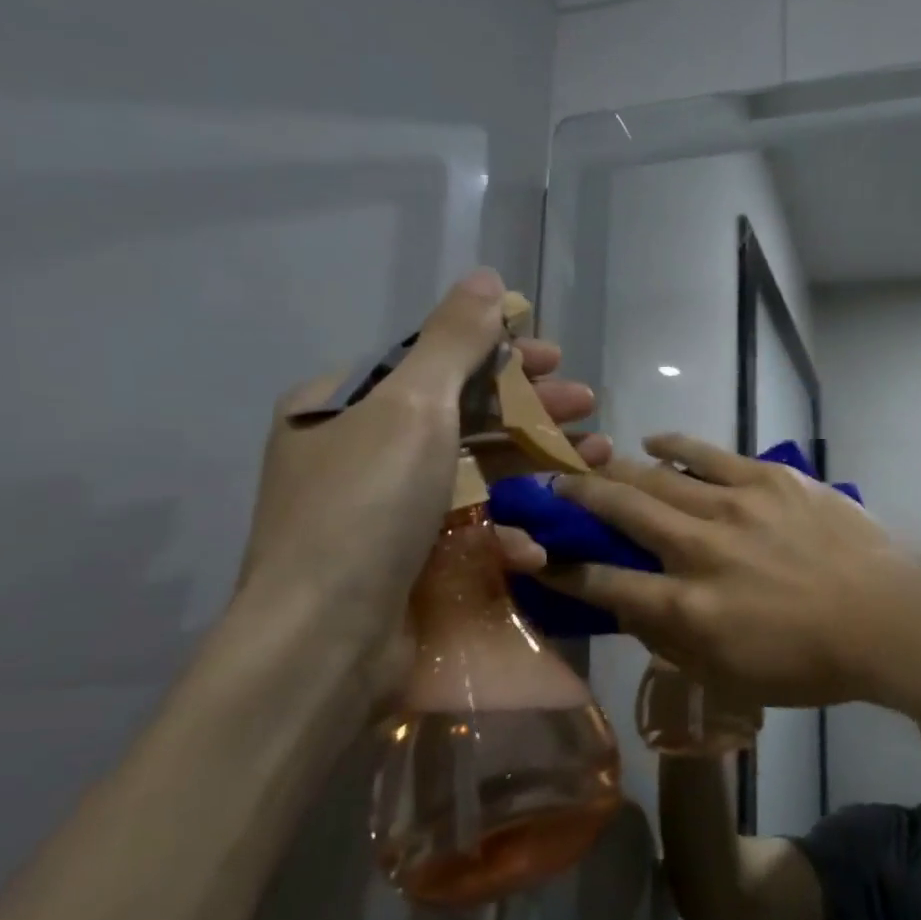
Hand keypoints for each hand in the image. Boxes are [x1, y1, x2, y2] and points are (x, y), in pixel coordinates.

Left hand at [235, 268, 609, 703]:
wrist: (324, 642)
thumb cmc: (367, 506)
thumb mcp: (413, 406)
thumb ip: (453, 339)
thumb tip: (487, 277)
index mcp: (343, 404)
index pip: (432, 360)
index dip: (498, 353)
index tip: (556, 356)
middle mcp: (356, 451)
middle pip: (460, 413)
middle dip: (530, 406)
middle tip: (588, 403)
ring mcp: (381, 511)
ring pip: (472, 471)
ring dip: (534, 462)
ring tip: (596, 457)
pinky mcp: (405, 562)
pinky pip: (462, 528)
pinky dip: (503, 529)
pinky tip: (538, 540)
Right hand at [538, 434, 904, 705]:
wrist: (884, 618)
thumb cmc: (808, 662)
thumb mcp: (729, 675)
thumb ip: (672, 642)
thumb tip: (631, 609)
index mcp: (688, 608)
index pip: (607, 584)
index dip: (567, 571)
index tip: (543, 558)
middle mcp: (699, 550)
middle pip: (621, 514)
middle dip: (577, 499)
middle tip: (552, 488)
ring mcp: (734, 507)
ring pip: (656, 478)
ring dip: (616, 469)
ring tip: (592, 461)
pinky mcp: (767, 479)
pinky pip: (708, 453)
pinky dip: (674, 445)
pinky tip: (652, 441)